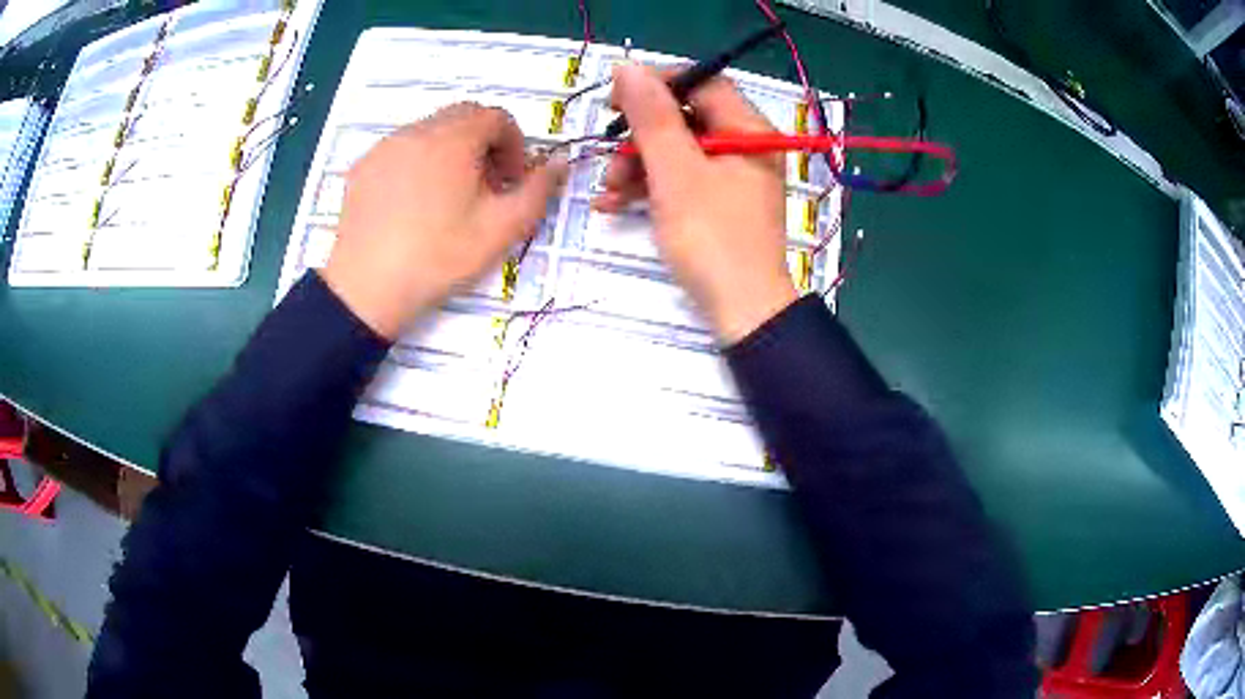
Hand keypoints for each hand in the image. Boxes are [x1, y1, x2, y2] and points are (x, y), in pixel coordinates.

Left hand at [322, 103, 567, 339]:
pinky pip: (401, 149)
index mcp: (453, 139)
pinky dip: (419, 162)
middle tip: (486, 185)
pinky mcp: (362, 168)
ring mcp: (384, 147)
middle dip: (484, 143)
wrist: (366, 290)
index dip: (514, 145)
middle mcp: (417, 131)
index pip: (496, 117)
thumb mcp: (501, 229)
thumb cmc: (439, 257)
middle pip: (463, 117)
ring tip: (450, 196)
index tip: (513, 181)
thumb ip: (537, 191)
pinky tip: (415, 203)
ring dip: (451, 151)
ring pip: (430, 131)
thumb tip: (559, 162)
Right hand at [593, 64, 796, 343]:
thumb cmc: (712, 238)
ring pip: (678, 150)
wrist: (742, 311)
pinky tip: (613, 203)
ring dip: (637, 165)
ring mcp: (733, 176)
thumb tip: (628, 67)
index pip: (703, 83)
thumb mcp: (676, 172)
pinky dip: (649, 186)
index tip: (615, 100)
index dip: (657, 84)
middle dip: (640, 135)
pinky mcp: (719, 203)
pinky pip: (681, 178)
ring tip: (607, 190)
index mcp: (749, 130)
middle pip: (686, 118)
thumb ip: (652, 117)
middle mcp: (746, 146)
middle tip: (607, 149)